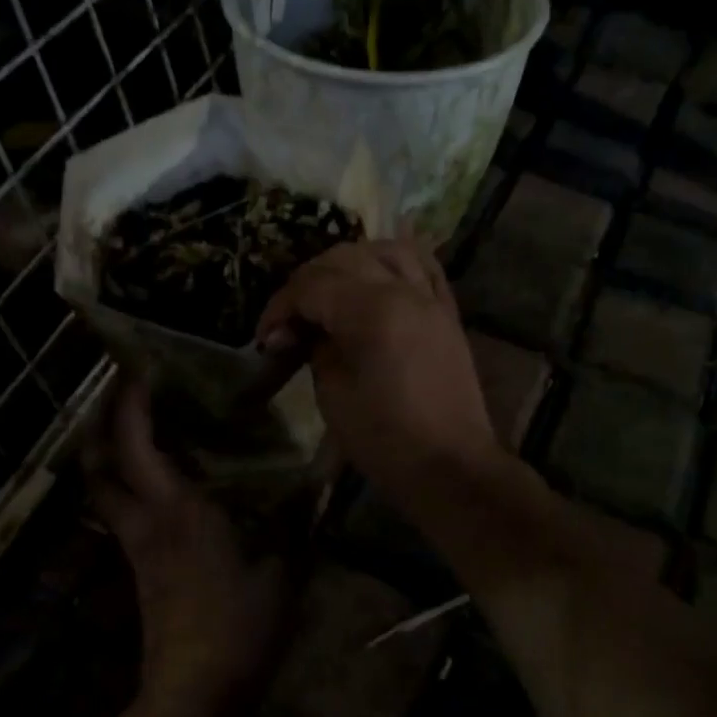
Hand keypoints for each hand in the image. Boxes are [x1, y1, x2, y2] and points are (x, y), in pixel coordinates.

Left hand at [85, 381, 289, 716]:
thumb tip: (329, 473)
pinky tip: (157, 476)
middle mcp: (144, 519)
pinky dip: (126, 480)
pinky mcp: (138, 566)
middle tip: (124, 390)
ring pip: (102, 486)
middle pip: (98, 461)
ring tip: (135, 423)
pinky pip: (120, 508)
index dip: (131, 402)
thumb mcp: (284, 568)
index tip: (140, 368)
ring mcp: (135, 545)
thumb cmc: (239, 626)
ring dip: (107, 450)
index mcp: (176, 509)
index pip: (136, 443)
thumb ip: (303, 516)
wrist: (194, 695)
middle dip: (102, 421)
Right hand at [256, 240, 501, 507]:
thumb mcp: (333, 394)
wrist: (450, 467)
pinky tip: (378, 274)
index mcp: (371, 311)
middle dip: (307, 281)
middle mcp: (404, 291)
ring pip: (387, 249)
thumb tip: (305, 330)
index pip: (312, 285)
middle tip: (290, 318)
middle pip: (344, 258)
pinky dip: (396, 262)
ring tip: (331, 289)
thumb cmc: (385, 440)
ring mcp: (431, 299)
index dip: (280, 306)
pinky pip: (425, 267)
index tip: (265, 337)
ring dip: (351, 261)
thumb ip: (318, 348)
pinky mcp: (447, 313)